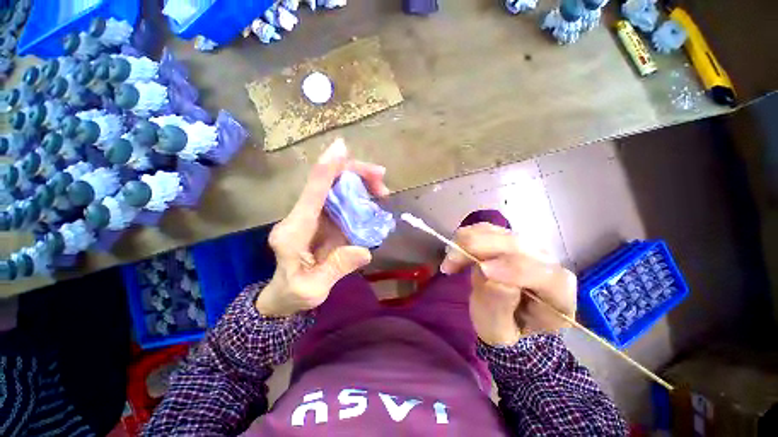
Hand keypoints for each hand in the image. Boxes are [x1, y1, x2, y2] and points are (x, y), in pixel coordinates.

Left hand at [255, 139, 390, 316]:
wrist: (282, 295)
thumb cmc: (292, 294)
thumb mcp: (311, 290)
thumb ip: (335, 270)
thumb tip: (365, 250)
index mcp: (294, 230)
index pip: (312, 192)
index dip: (327, 169)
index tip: (341, 148)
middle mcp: (302, 217)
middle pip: (328, 183)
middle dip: (354, 174)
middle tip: (381, 181)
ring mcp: (313, 217)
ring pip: (337, 189)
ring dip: (360, 183)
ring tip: (381, 191)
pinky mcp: (323, 221)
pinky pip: (342, 201)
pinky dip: (359, 196)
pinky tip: (373, 201)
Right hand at [440, 223, 576, 345]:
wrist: (507, 317)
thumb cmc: (506, 329)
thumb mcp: (500, 330)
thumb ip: (497, 306)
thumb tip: (488, 272)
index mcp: (558, 294)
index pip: (545, 275)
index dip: (514, 269)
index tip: (481, 270)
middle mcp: (547, 263)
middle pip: (516, 244)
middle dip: (479, 248)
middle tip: (449, 263)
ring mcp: (527, 247)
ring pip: (498, 232)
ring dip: (468, 241)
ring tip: (450, 260)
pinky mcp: (507, 239)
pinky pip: (486, 229)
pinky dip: (467, 236)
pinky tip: (456, 251)